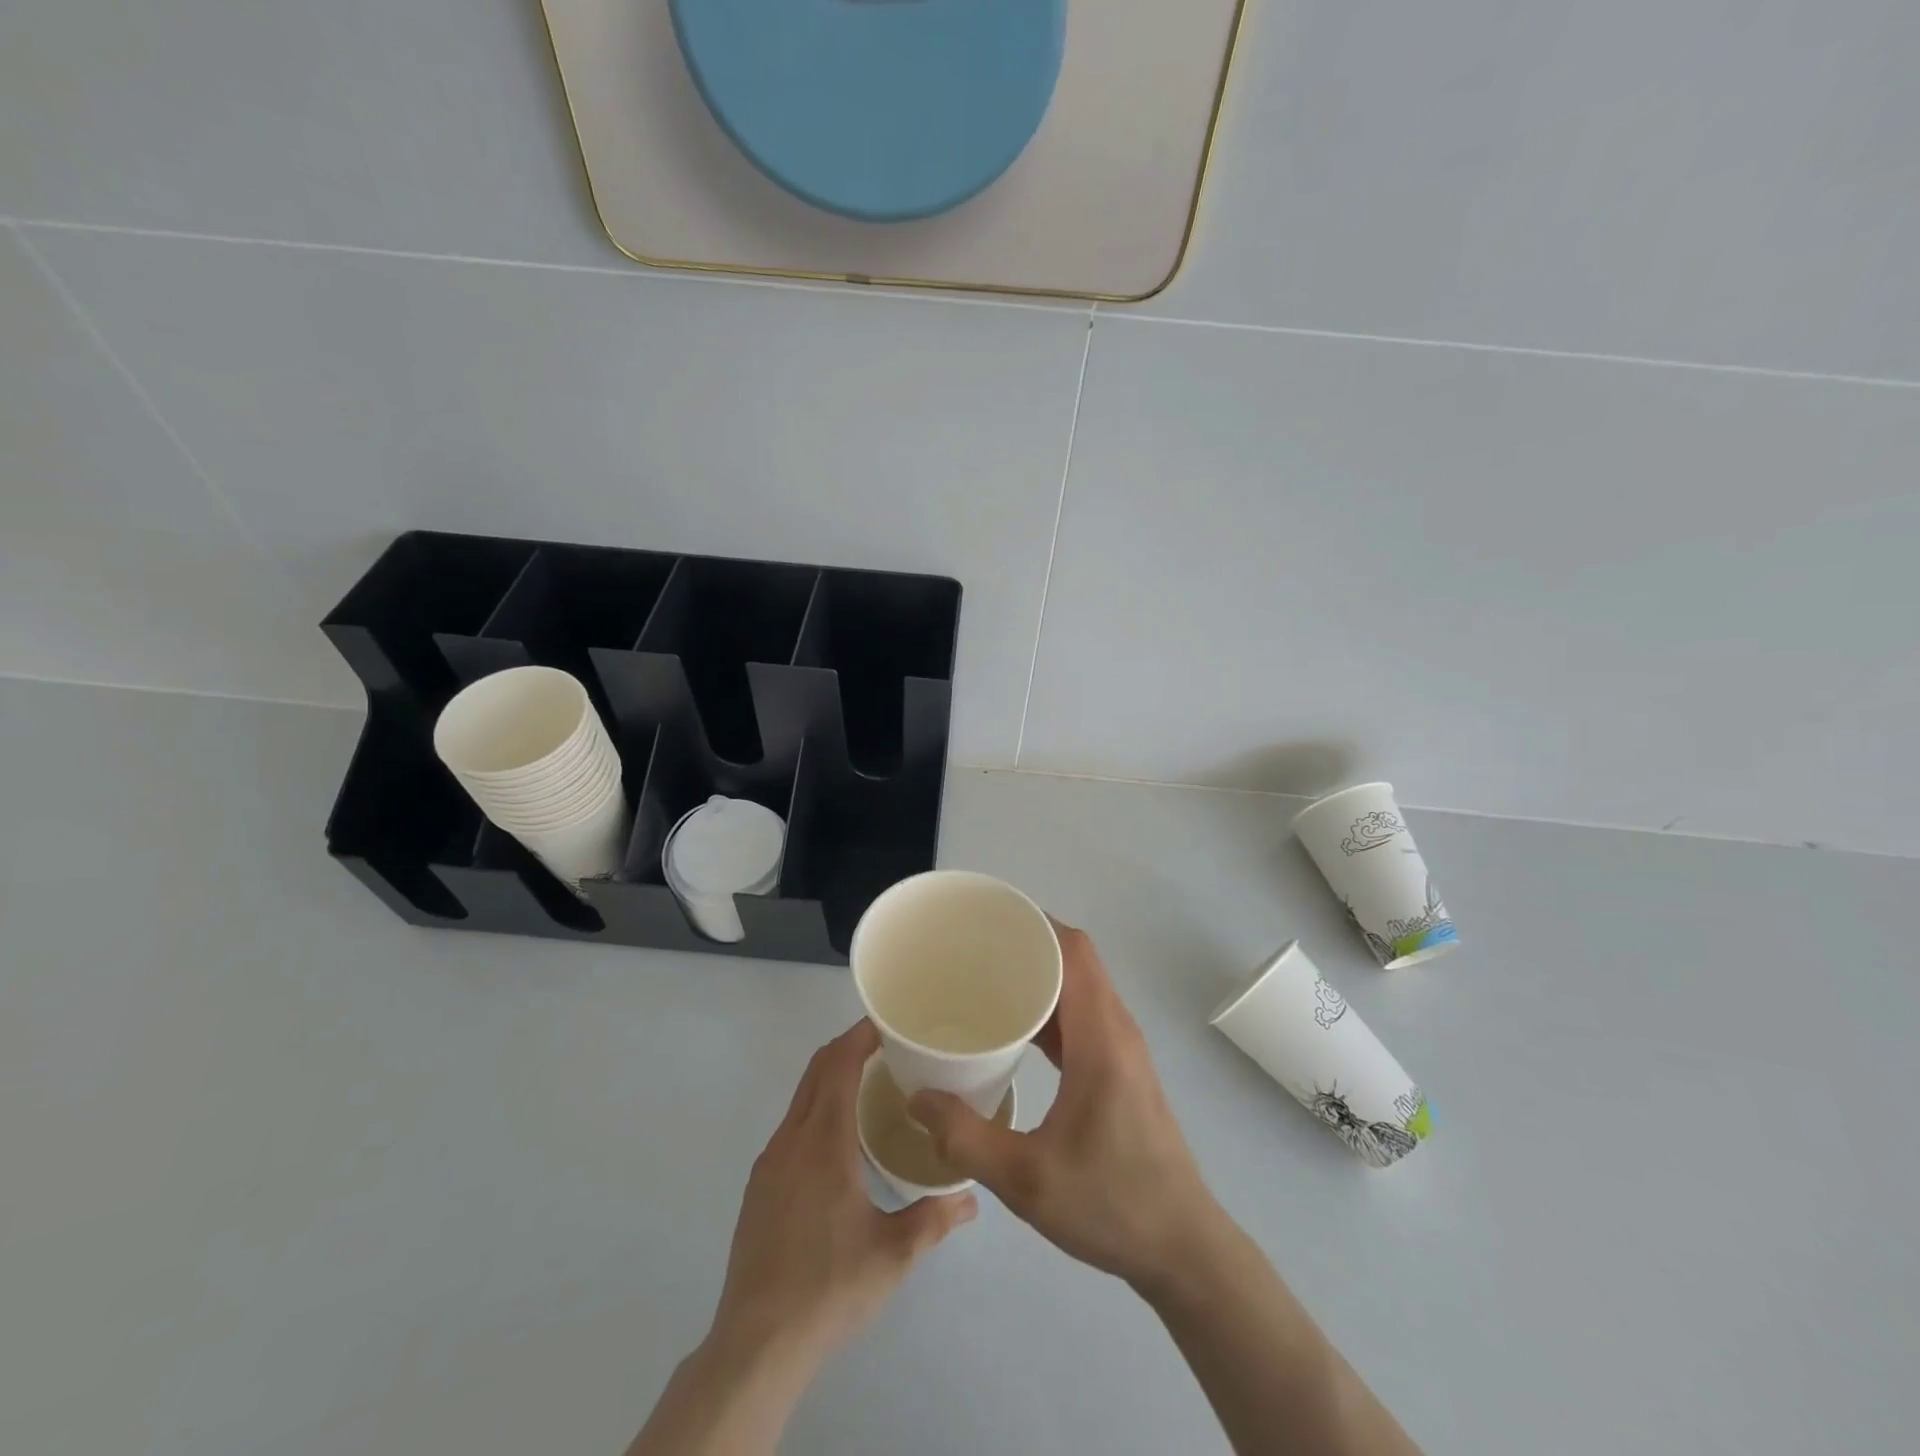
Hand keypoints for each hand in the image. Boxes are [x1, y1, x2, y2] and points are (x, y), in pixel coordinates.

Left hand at [709, 1019, 977, 1371]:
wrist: (757, 1343)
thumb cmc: (830, 1288)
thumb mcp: (894, 1254)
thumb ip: (936, 1218)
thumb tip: (973, 1197)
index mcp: (824, 1144)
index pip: (839, 1066)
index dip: (860, 1036)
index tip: (887, 1024)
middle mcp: (792, 1140)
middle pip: (816, 1070)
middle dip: (847, 1047)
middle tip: (886, 1045)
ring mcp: (770, 1161)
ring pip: (800, 1096)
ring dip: (830, 1077)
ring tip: (869, 1085)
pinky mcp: (759, 1184)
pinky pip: (791, 1124)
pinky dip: (816, 1106)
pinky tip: (838, 1138)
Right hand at [908, 922, 1223, 1291]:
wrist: (1182, 1247)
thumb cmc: (1111, 1204)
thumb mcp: (1027, 1179)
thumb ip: (966, 1137)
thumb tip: (916, 1097)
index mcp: (1101, 1036)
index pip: (1073, 950)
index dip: (1034, 923)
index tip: (986, 919)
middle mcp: (1115, 1028)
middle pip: (1076, 958)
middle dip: (1027, 940)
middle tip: (970, 946)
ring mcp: (1121, 1047)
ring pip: (1080, 984)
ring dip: (1039, 971)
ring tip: (984, 976)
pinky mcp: (1119, 1067)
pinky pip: (1081, 1012)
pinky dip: (1049, 1003)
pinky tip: (1012, 1025)